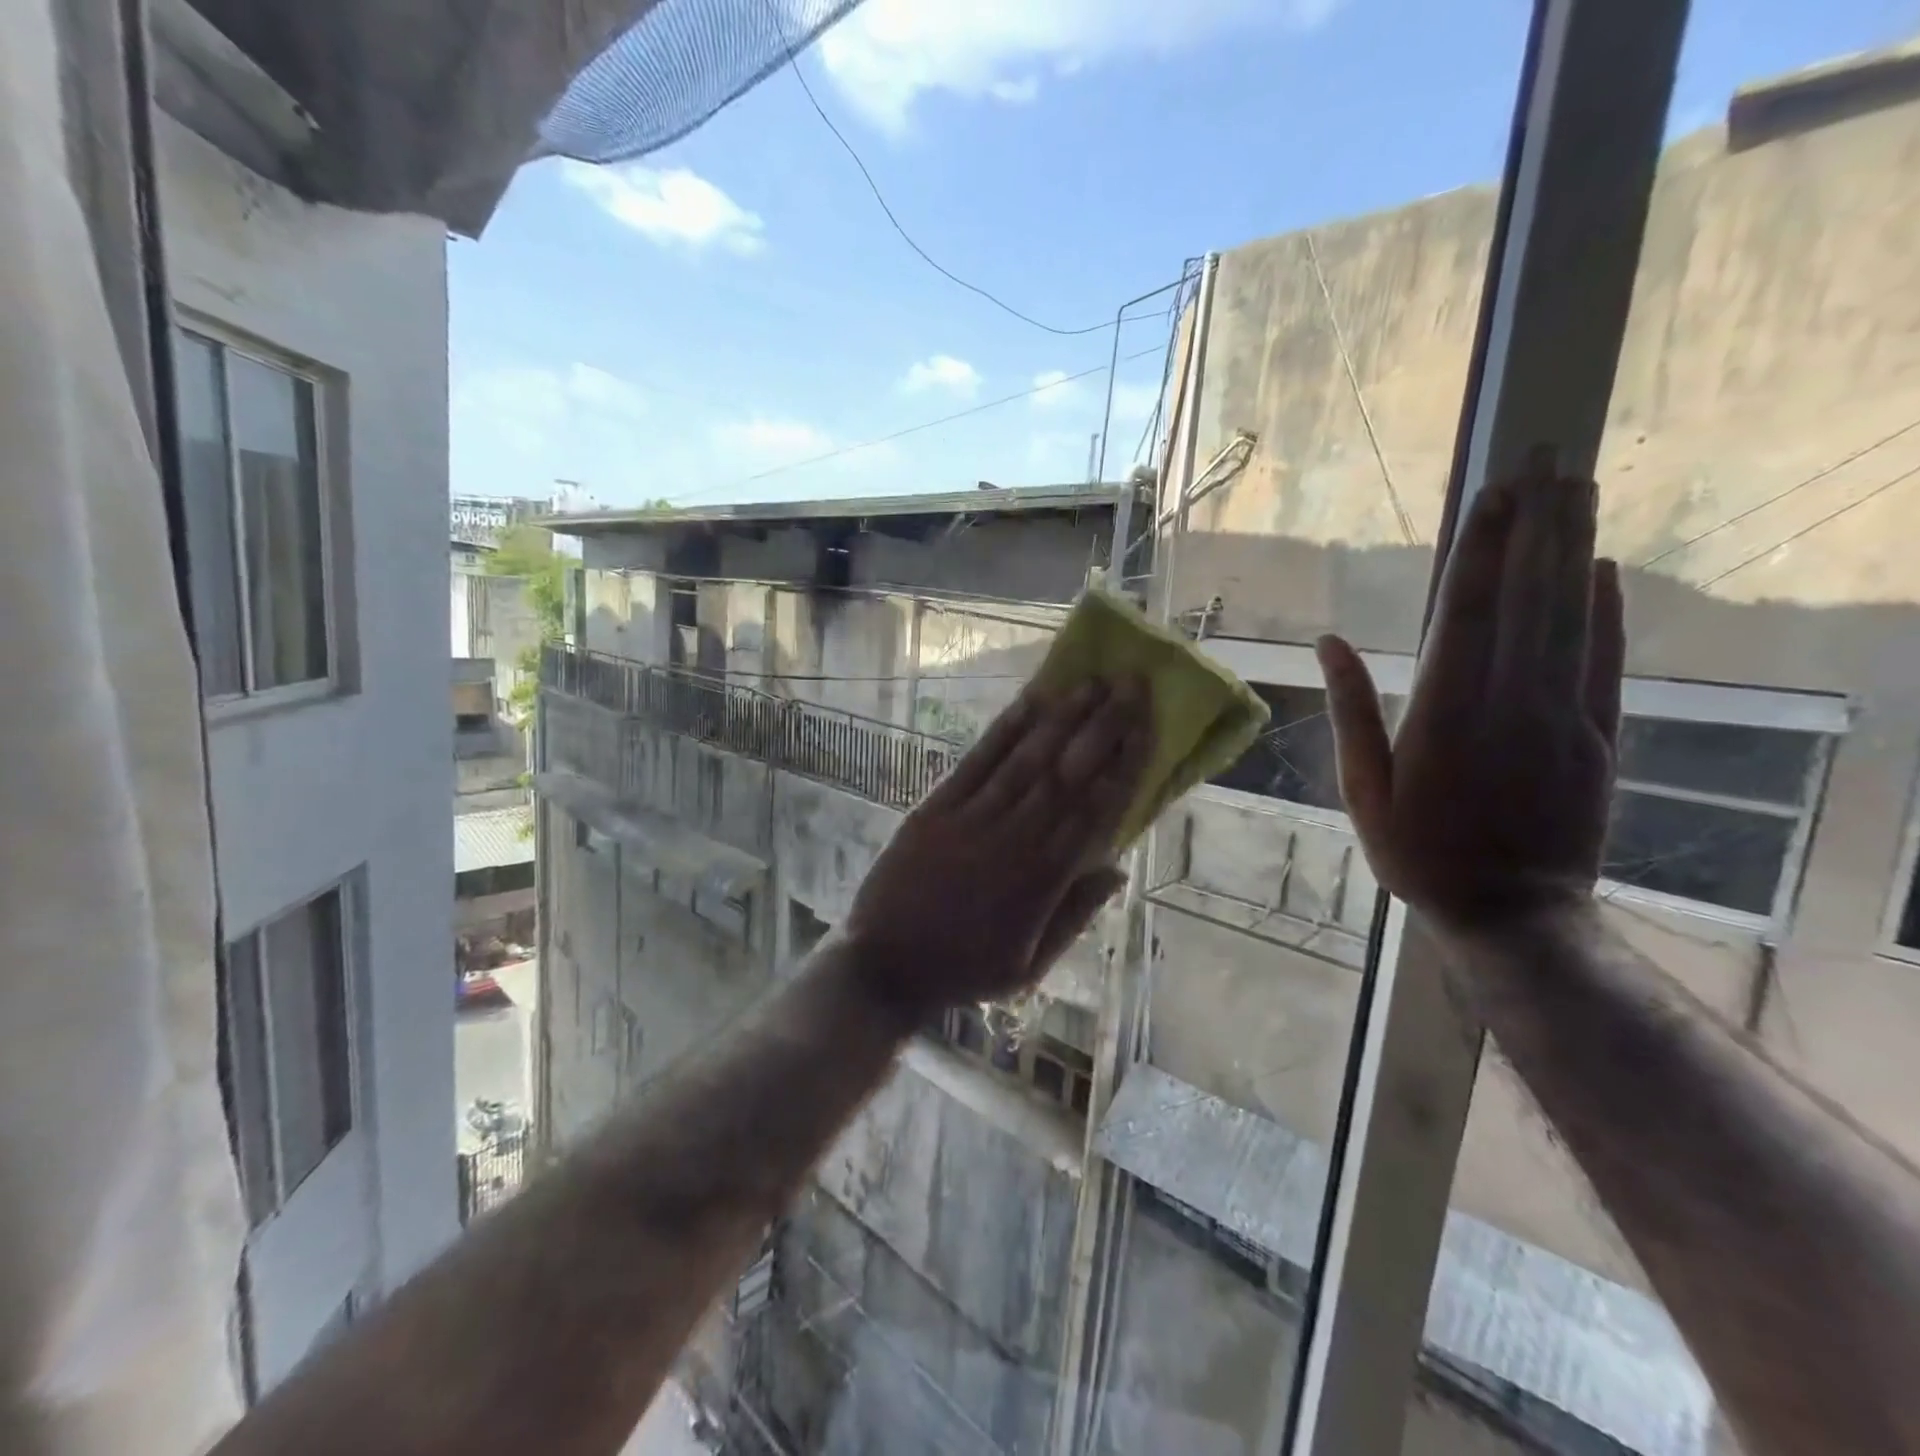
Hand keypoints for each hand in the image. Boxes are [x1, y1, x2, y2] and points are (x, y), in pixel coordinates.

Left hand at [841, 678, 1151, 1019]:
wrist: (885, 966)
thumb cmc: (964, 969)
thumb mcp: (1030, 966)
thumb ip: (1075, 916)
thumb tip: (1116, 868)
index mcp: (1043, 880)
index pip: (1097, 811)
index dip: (1126, 765)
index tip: (1148, 726)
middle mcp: (1015, 840)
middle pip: (1069, 774)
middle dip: (1104, 726)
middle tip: (1131, 684)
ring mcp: (973, 818)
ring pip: (1028, 760)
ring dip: (1062, 718)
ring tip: (1092, 681)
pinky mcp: (937, 807)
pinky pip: (977, 762)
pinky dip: (1005, 730)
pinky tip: (1029, 701)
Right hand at [1316, 469, 1623, 928]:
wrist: (1514, 913)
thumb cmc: (1420, 852)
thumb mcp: (1363, 789)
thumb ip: (1351, 711)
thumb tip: (1327, 643)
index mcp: (1444, 713)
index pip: (1466, 612)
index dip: (1481, 549)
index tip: (1493, 492)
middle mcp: (1509, 700)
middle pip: (1526, 597)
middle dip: (1536, 524)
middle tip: (1547, 458)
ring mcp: (1561, 715)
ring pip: (1569, 616)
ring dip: (1572, 549)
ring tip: (1577, 488)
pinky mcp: (1597, 735)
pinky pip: (1602, 661)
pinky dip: (1606, 611)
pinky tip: (1603, 569)